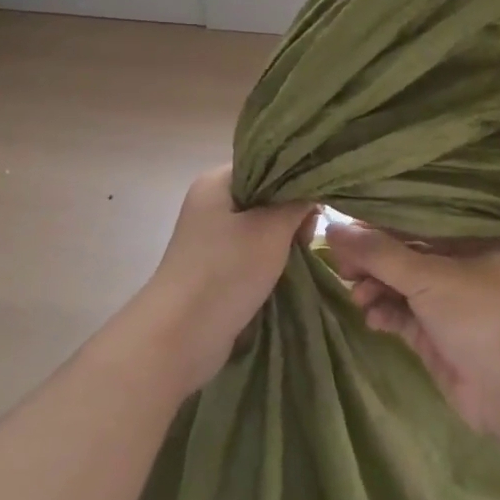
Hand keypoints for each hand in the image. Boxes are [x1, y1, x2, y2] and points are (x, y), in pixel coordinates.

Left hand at [131, 166, 311, 394]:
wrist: (181, 335)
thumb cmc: (226, 270)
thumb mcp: (272, 229)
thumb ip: (298, 203)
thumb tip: (314, 189)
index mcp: (216, 182)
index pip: (265, 163)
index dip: (295, 175)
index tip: (318, 197)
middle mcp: (210, 204)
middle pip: (265, 194)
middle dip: (292, 211)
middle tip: (308, 232)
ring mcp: (211, 238)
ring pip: (261, 226)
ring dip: (284, 238)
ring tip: (300, 251)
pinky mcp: (215, 267)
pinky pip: (252, 252)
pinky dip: (271, 258)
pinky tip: (287, 268)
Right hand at [327, 223, 499, 431]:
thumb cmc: (477, 315)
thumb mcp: (428, 276)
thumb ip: (378, 253)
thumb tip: (331, 228)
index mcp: (471, 237)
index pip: (416, 220)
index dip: (378, 223)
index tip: (342, 229)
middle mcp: (460, 263)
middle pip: (404, 252)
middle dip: (372, 259)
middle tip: (341, 265)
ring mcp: (447, 300)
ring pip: (399, 284)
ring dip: (375, 286)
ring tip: (358, 295)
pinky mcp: (434, 332)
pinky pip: (401, 313)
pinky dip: (384, 311)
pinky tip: (371, 316)